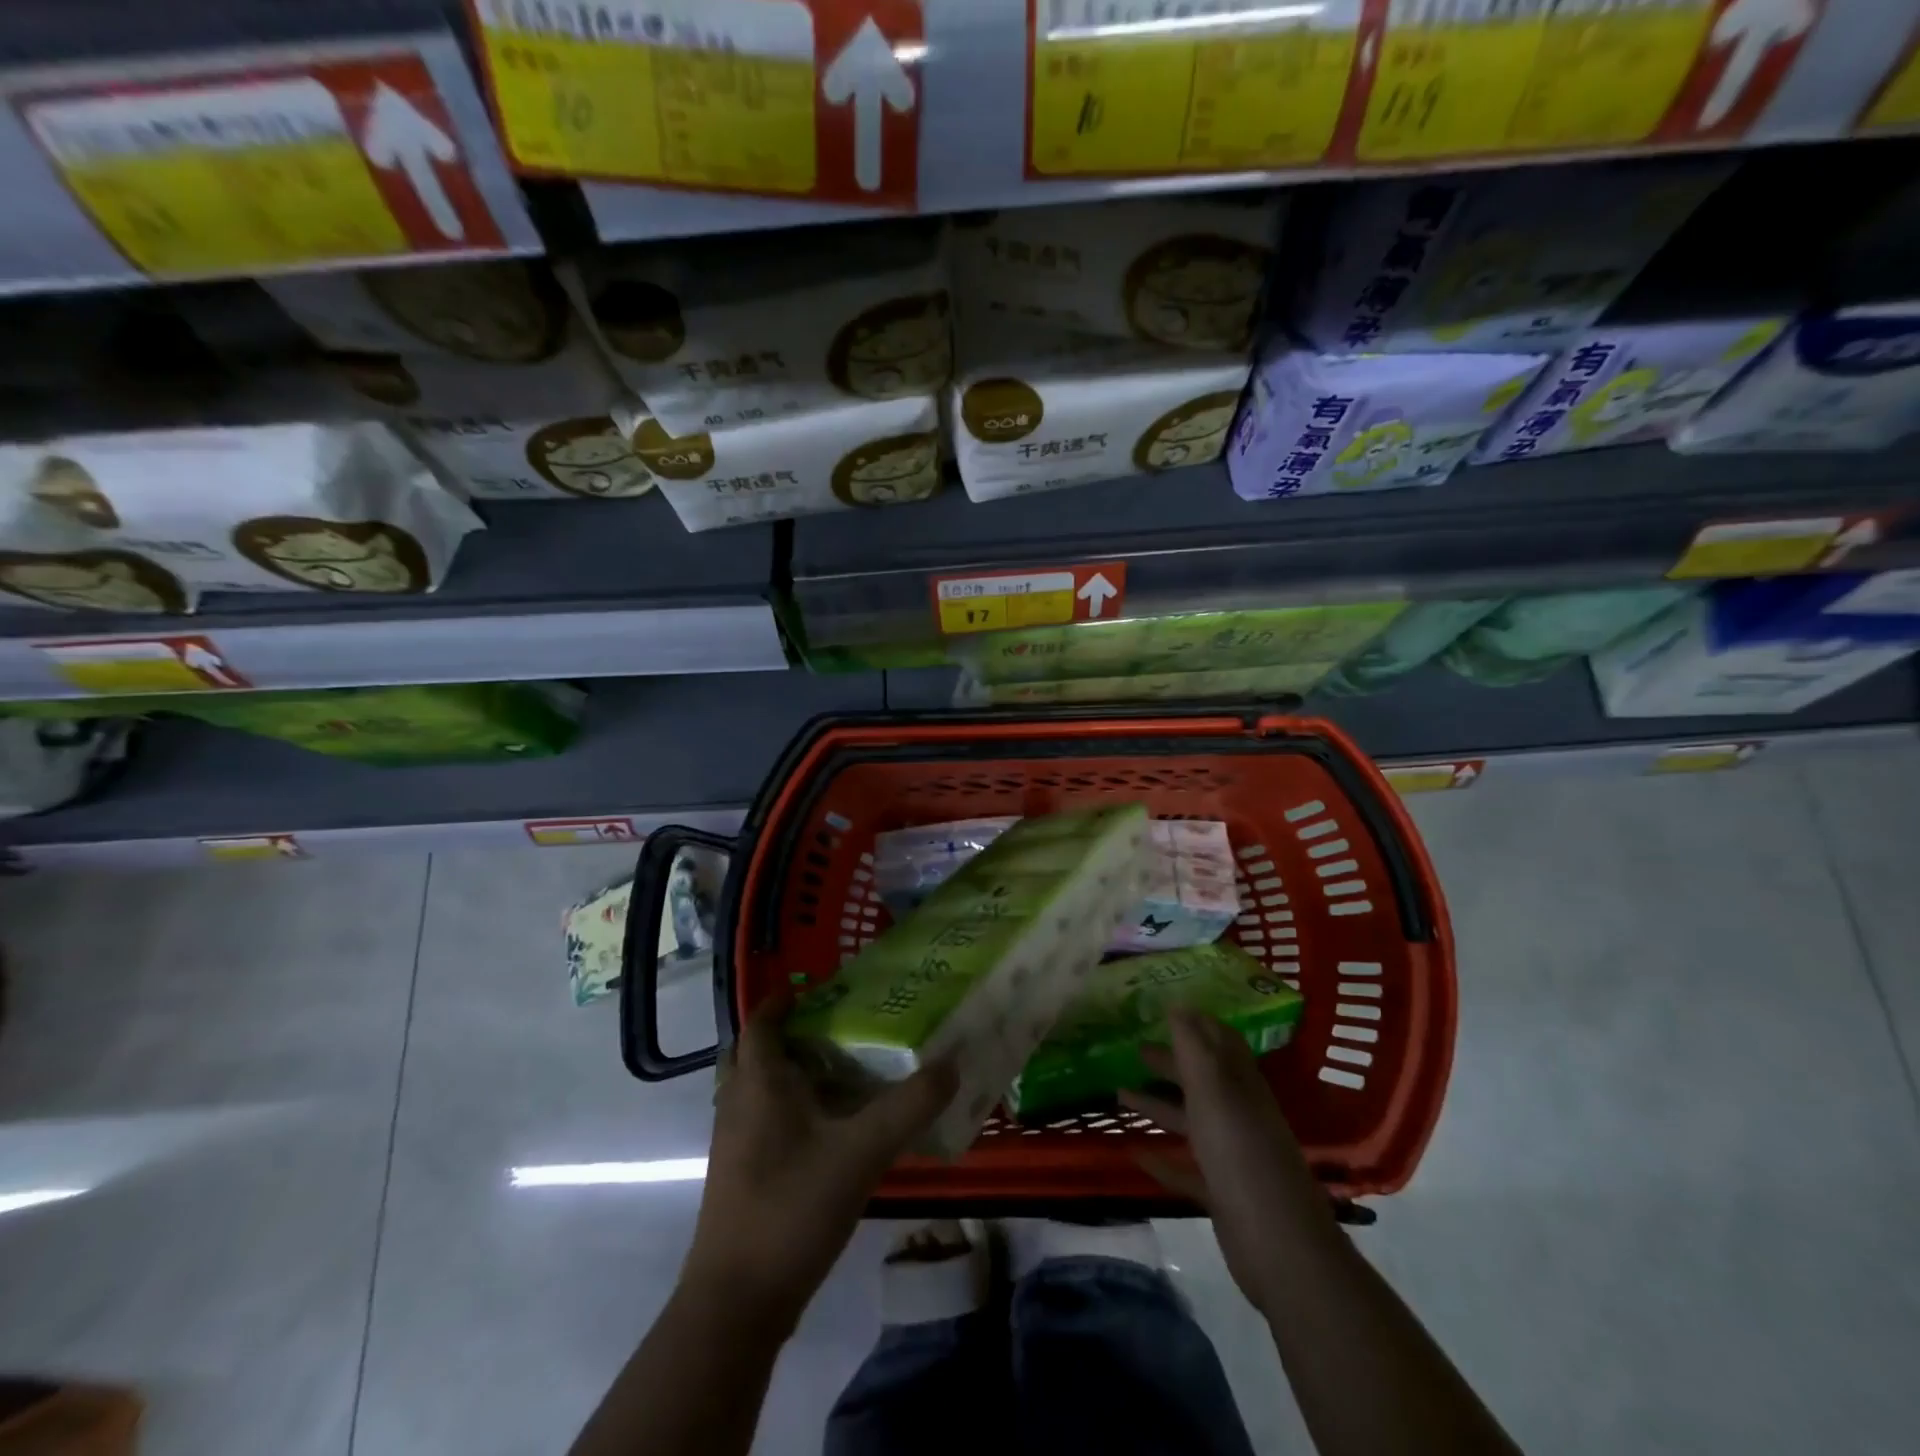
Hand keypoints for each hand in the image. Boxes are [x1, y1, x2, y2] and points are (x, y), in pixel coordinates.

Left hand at [681, 991, 957, 1331]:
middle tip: (837, 1028)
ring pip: (759, 1089)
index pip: (762, 1023)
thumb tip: (951, 1063)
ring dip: (792, 1073)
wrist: (737, 1303)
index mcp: (759, 1083)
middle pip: (757, 1053)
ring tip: (842, 1071)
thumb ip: (909, 1106)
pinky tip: (830, 1129)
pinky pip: (763, 1121)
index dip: (783, 1000)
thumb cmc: (792, 1207)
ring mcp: (735, 1143)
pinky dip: (790, 1109)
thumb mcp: (862, 1152)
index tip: (817, 988)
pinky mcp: (741, 1176)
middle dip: (791, 1035)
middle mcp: (739, 1103)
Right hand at [1121, 1008, 1337, 1311]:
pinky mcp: (1221, 1193)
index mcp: (1240, 1086)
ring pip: (1190, 1121)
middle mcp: (1237, 1114)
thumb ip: (1194, 1048)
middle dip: (1170, 1061)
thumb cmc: (1241, 1155)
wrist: (1279, 1247)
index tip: (1163, 1008)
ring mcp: (1231, 1156)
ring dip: (1158, 1105)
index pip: (1220, 1042)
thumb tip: (1178, 1003)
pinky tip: (1135, 1153)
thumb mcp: (1213, 1092)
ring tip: (1119, 1094)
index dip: (1195, 1023)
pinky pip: (1186, 1168)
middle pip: (1201, 1079)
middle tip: (1133, 1048)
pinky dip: (1161, 1159)